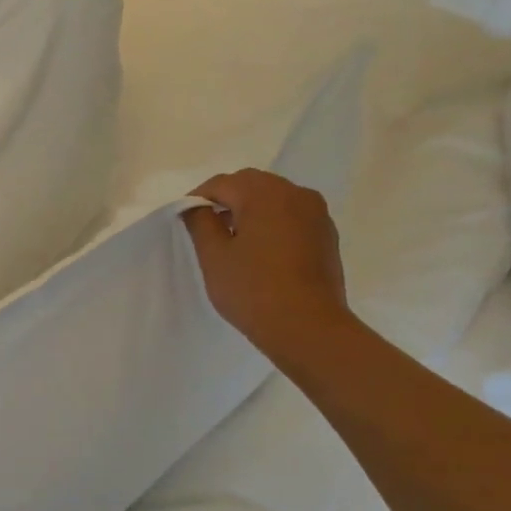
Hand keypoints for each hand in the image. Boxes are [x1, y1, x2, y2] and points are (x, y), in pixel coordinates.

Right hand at [183, 169, 351, 368]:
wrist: (308, 327)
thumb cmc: (253, 290)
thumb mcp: (214, 257)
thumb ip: (200, 222)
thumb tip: (196, 206)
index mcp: (264, 194)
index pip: (222, 183)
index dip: (198, 197)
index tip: (184, 218)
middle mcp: (295, 193)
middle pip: (251, 184)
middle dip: (226, 198)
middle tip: (206, 225)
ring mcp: (316, 213)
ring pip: (274, 197)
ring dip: (250, 208)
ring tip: (233, 238)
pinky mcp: (326, 233)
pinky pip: (292, 214)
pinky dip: (272, 221)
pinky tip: (261, 249)